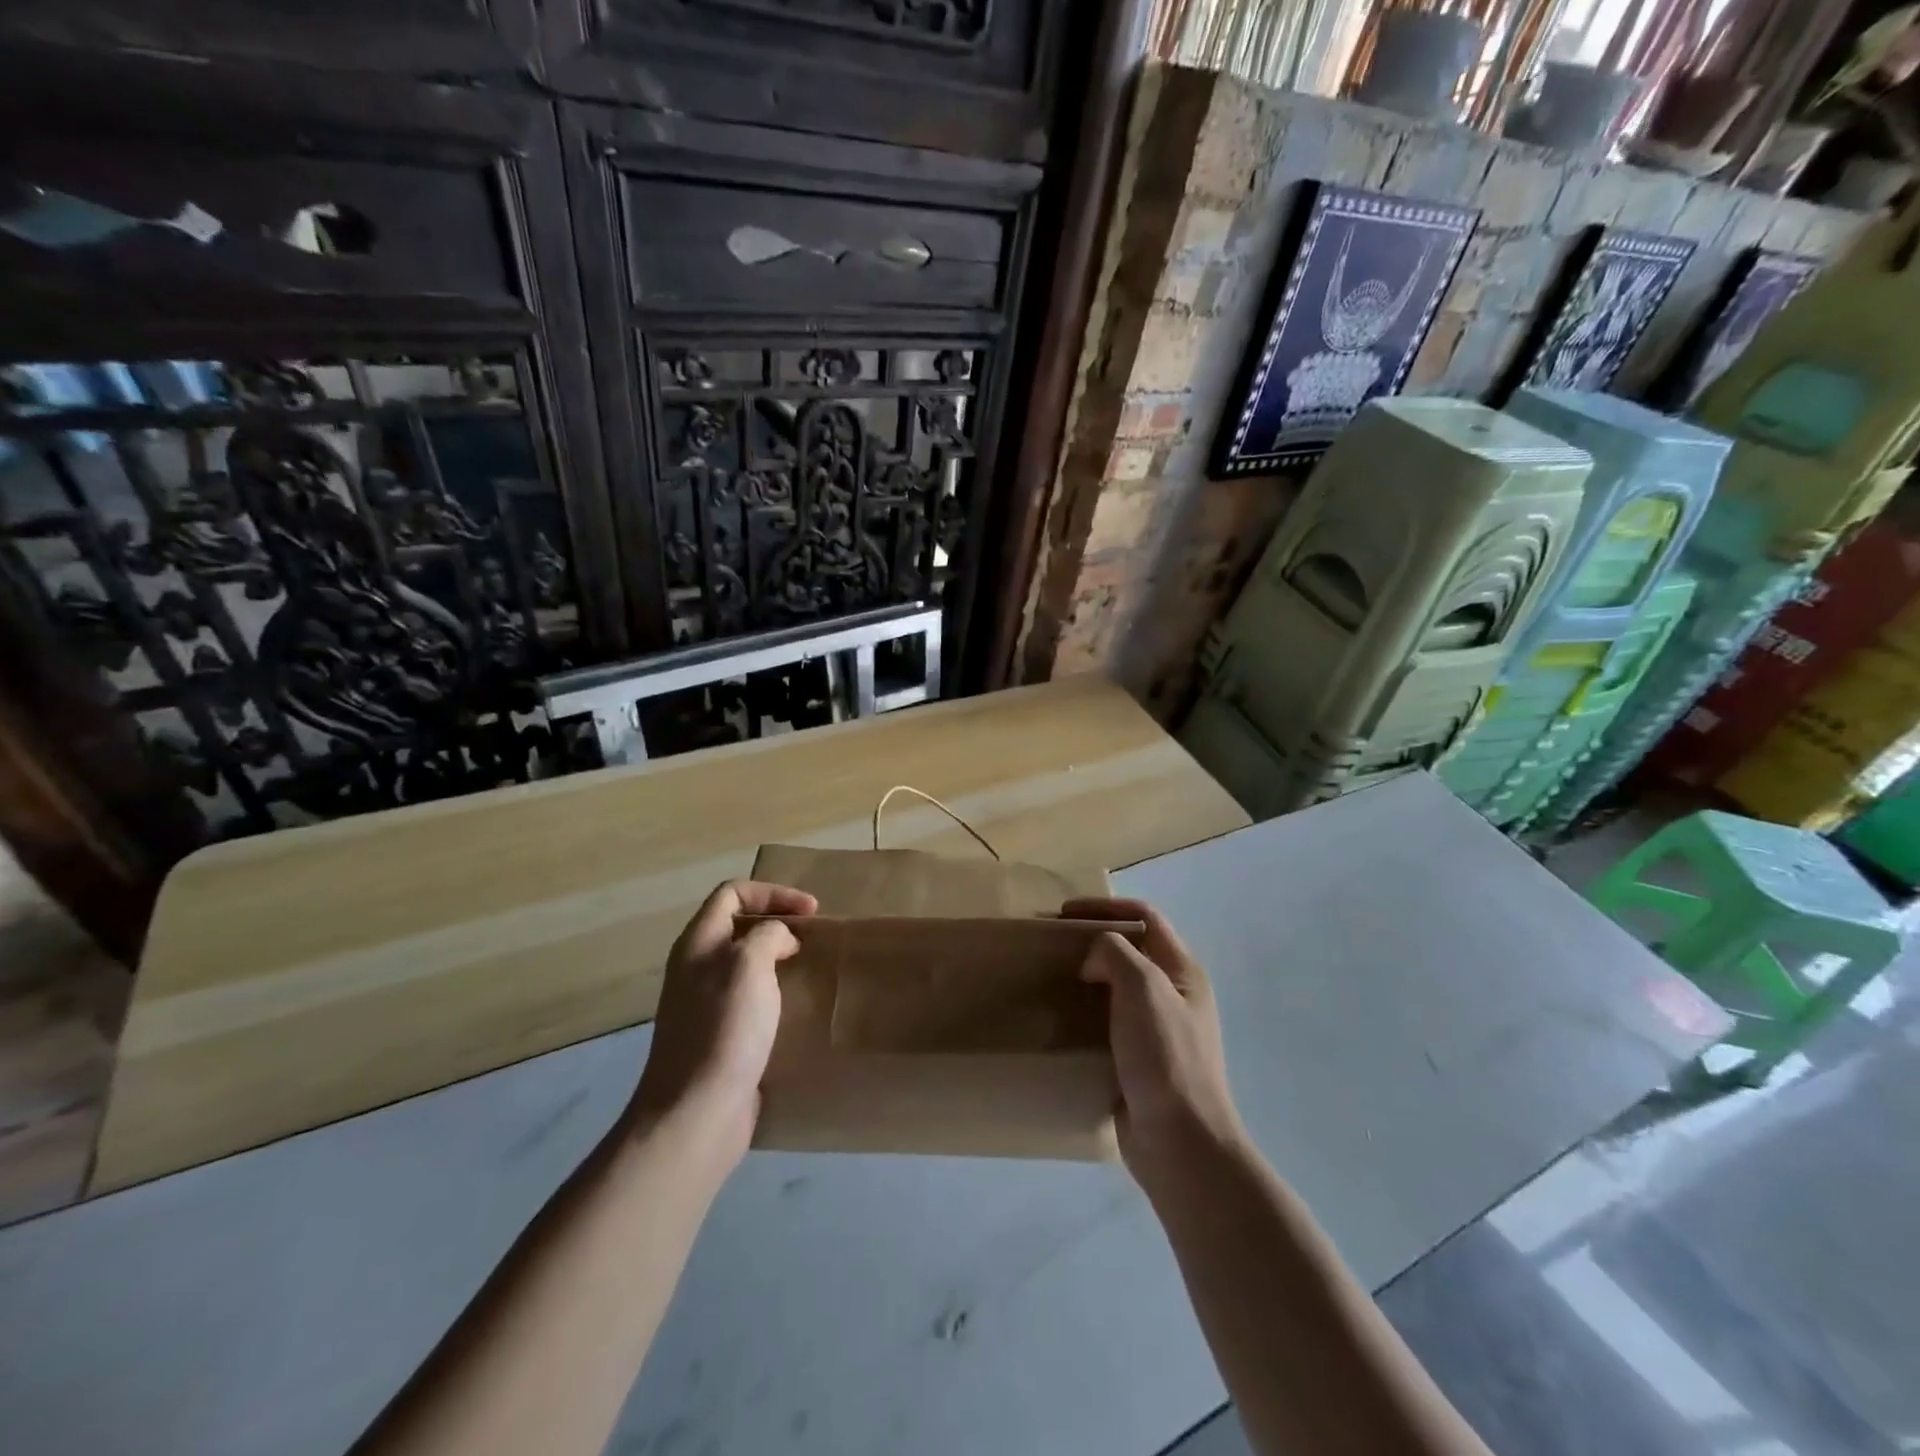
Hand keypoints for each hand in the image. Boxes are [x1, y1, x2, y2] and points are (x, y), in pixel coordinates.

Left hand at [631, 880, 817, 1156]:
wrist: (697, 1111)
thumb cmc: (724, 1028)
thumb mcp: (749, 964)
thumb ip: (767, 936)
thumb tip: (779, 940)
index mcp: (697, 944)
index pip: (732, 893)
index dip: (773, 893)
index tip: (810, 912)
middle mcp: (696, 969)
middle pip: (737, 926)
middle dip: (777, 923)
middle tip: (812, 937)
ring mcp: (705, 1005)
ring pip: (745, 964)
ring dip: (778, 958)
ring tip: (809, 968)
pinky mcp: (719, 1037)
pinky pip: (750, 999)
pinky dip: (774, 993)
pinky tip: (795, 1008)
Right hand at [1066, 897, 1248, 1189]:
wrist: (1180, 1143)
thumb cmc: (1165, 1055)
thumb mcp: (1142, 986)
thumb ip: (1114, 953)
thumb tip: (1094, 961)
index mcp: (1183, 971)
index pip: (1146, 917)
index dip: (1106, 906)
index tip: (1064, 914)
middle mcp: (1173, 996)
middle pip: (1130, 951)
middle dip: (1092, 941)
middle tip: (1053, 947)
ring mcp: (1157, 1030)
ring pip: (1116, 989)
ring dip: (1085, 979)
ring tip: (1050, 981)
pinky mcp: (1137, 1061)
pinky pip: (1107, 1024)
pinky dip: (1084, 1015)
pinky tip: (1059, 1023)